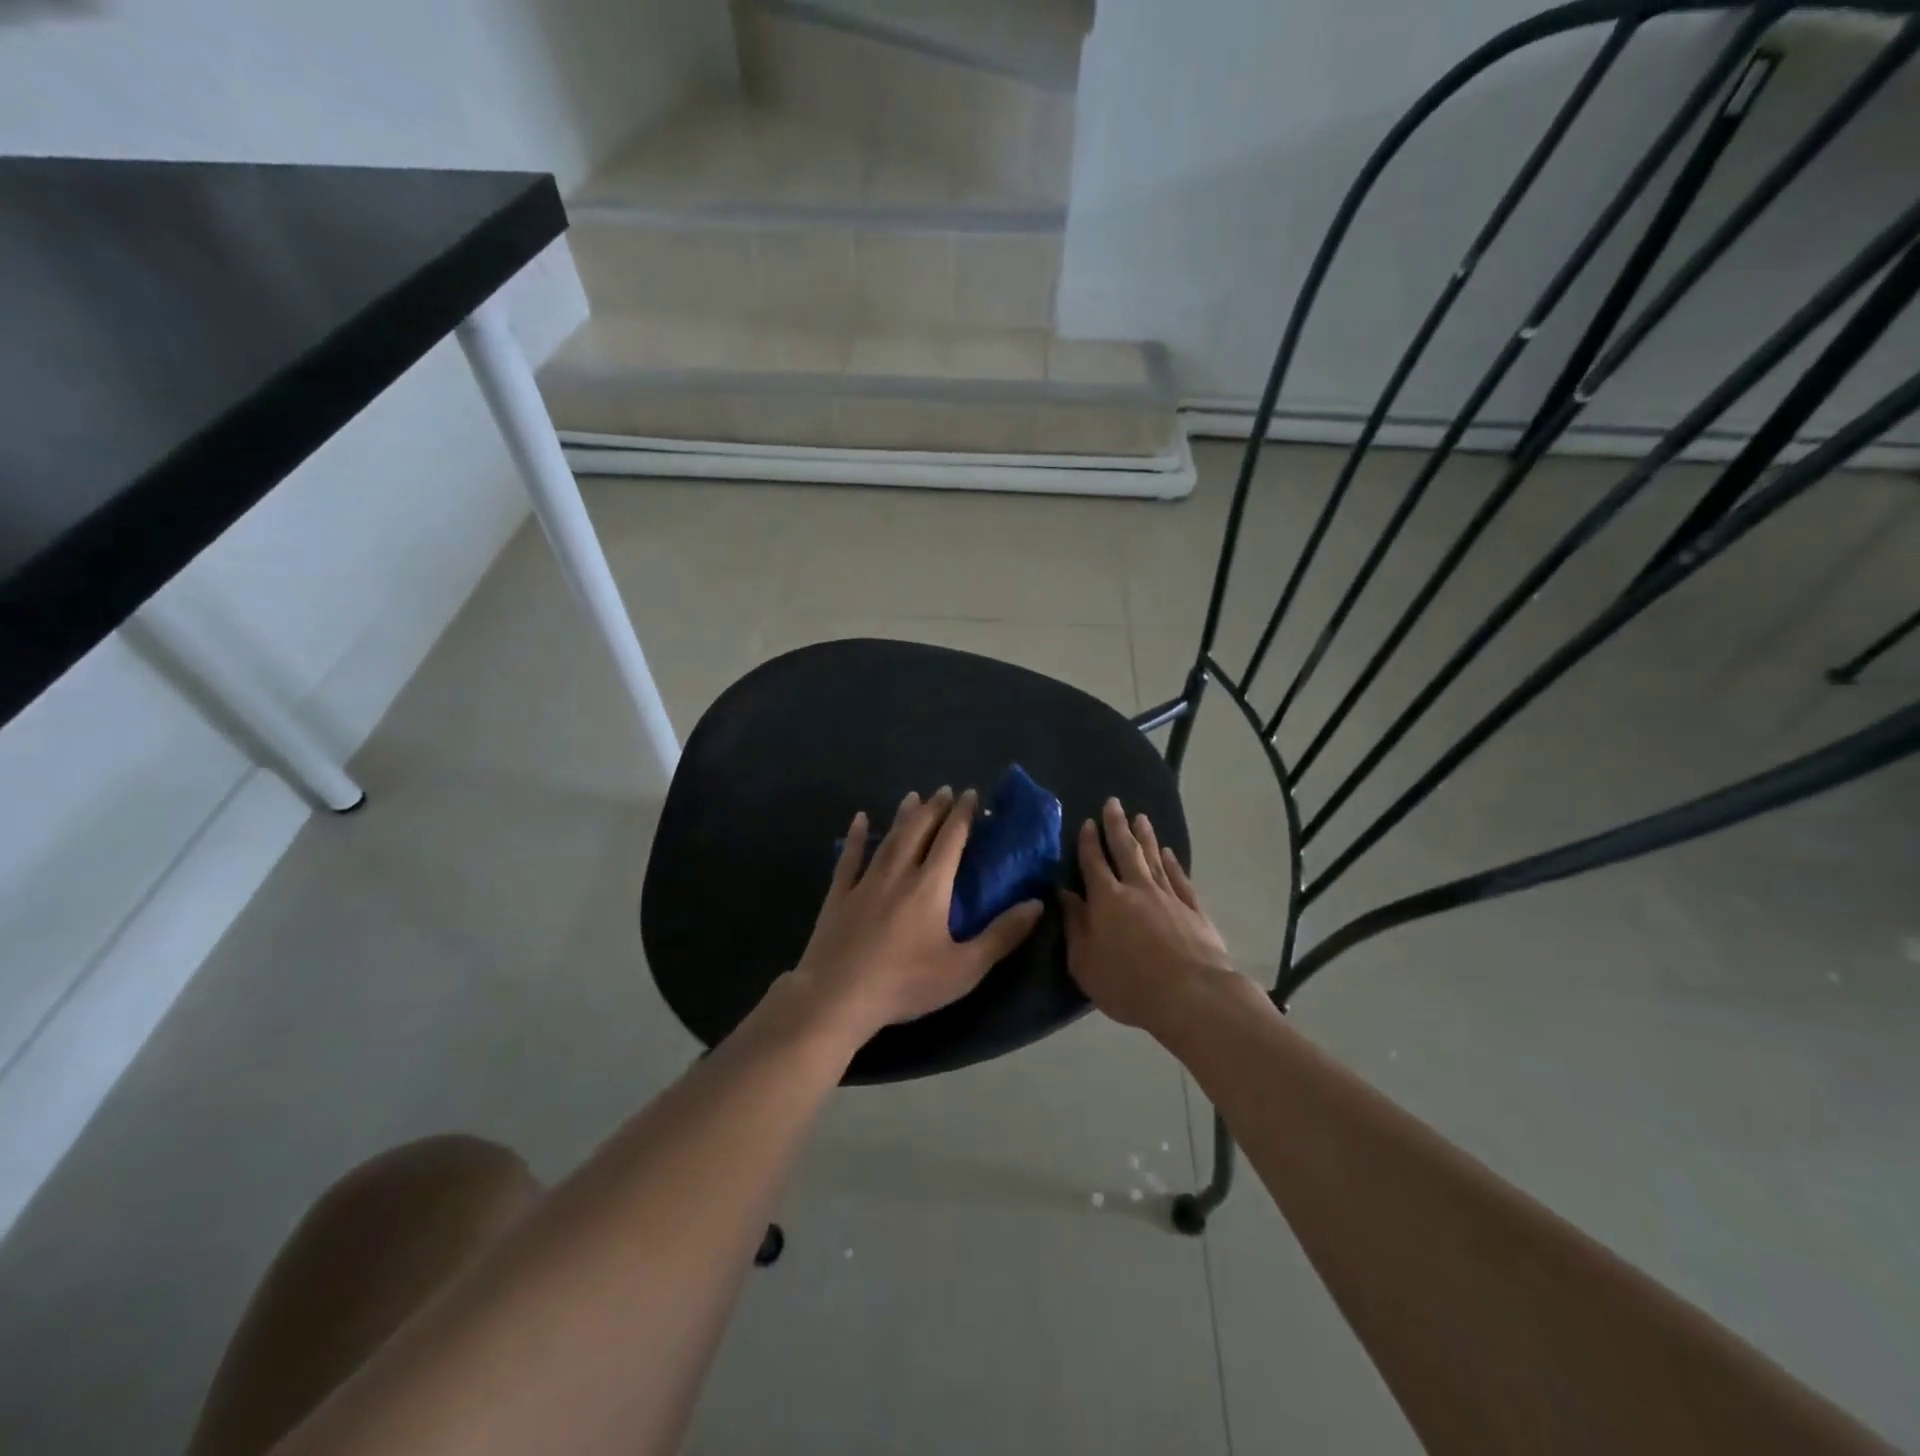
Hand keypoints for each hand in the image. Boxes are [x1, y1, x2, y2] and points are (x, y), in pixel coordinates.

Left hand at [793, 787, 1044, 1040]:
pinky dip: (856, 837)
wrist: (837, 997)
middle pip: (919, 830)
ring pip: (889, 838)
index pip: (951, 839)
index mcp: (930, 886)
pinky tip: (860, 819)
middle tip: (945, 791)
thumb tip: (1037, 904)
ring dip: (904, 816)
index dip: (963, 815)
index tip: (972, 794)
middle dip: (934, 808)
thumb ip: (1002, 935)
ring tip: (913, 796)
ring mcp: (865, 882)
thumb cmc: (906, 983)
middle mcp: (899, 873)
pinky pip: (849, 857)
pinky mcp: (839, 895)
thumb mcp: (965, 968)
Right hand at [1060, 798, 1236, 1030]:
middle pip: (1125, 850)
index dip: (1088, 842)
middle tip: (1113, 803)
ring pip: (1155, 858)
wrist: (1191, 995)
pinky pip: (1180, 878)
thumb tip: (1064, 895)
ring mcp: (1169, 897)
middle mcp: (1137, 888)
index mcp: (1107, 899)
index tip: (1087, 822)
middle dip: (1117, 825)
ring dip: (1146, 837)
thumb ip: (1075, 925)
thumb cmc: (1128, 984)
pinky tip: (1170, 853)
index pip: (1094, 863)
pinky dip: (1173, 863)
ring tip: (1141, 817)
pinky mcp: (1194, 910)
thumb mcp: (1084, 962)